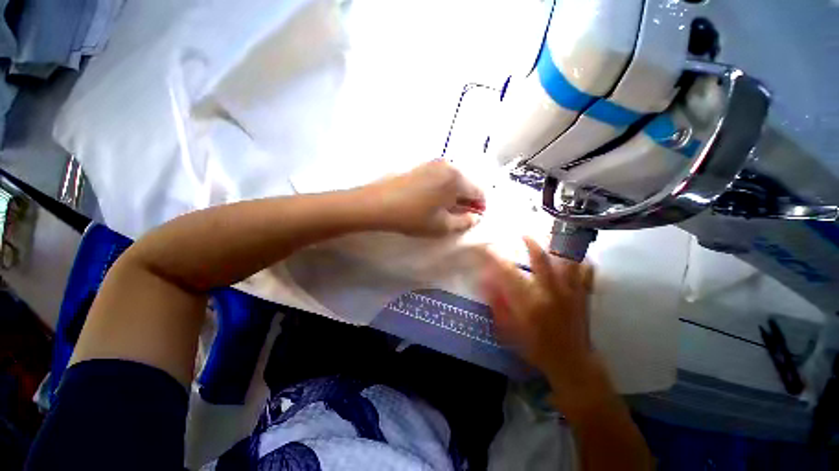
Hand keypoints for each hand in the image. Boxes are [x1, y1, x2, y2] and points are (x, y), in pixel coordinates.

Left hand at [363, 160, 485, 236]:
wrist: (378, 203)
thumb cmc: (413, 217)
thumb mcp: (442, 226)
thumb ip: (465, 222)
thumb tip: (475, 217)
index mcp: (457, 178)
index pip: (480, 191)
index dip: (480, 207)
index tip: (473, 218)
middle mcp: (449, 165)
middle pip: (468, 183)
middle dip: (467, 200)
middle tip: (459, 216)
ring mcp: (433, 163)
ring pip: (454, 180)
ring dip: (455, 195)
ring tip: (445, 210)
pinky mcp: (422, 165)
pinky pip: (441, 177)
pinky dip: (444, 189)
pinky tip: (433, 201)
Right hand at [482, 237, 609, 412]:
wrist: (572, 363)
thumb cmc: (536, 348)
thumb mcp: (509, 330)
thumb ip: (497, 304)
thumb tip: (485, 284)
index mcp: (529, 302)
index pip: (509, 273)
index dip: (497, 258)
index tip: (489, 249)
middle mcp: (551, 292)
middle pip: (541, 259)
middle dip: (529, 243)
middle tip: (523, 234)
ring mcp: (570, 292)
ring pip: (566, 260)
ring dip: (558, 245)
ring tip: (552, 235)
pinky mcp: (584, 296)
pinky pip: (587, 272)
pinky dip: (582, 261)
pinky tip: (577, 255)